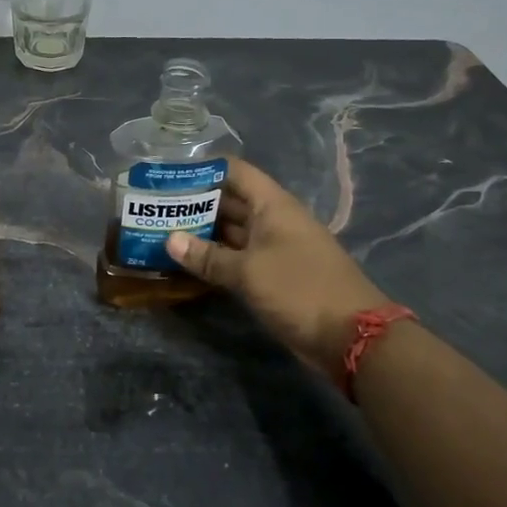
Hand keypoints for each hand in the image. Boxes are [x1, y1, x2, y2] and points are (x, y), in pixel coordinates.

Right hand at [167, 157, 387, 384]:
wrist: (351, 337)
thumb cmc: (299, 289)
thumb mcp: (248, 272)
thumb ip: (207, 256)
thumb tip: (170, 240)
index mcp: (273, 205)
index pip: (235, 172)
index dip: (203, 169)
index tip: (168, 175)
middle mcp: (273, 220)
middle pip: (230, 201)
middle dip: (195, 203)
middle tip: (155, 208)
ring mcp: (274, 248)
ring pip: (232, 232)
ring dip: (201, 233)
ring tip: (162, 233)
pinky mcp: (274, 276)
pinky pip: (238, 258)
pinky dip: (215, 258)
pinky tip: (187, 263)